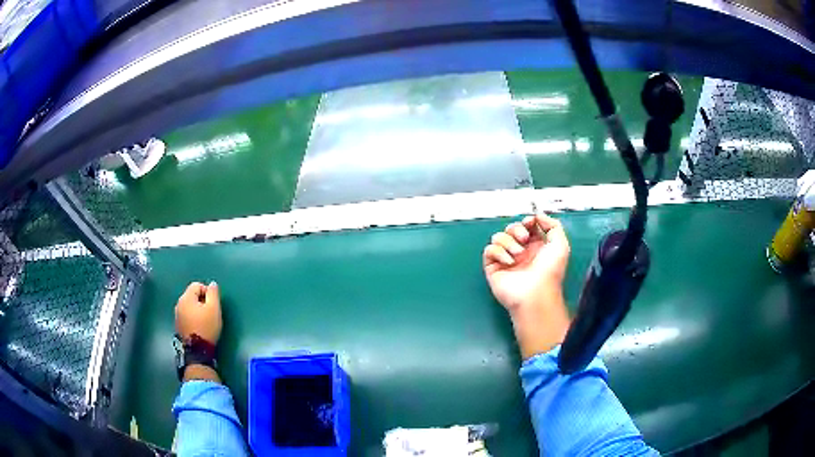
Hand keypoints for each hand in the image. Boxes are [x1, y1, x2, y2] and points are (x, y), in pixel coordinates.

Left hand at [175, 281, 221, 345]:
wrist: (197, 350)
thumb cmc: (206, 327)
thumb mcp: (214, 309)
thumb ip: (213, 293)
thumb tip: (212, 284)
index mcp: (186, 297)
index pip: (197, 285)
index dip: (207, 292)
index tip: (213, 304)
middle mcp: (179, 304)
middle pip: (192, 295)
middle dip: (202, 301)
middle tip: (211, 313)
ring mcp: (177, 315)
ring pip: (189, 306)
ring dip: (197, 310)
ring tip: (206, 321)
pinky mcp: (178, 325)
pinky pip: (186, 315)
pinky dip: (193, 317)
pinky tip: (199, 327)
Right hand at [483, 214, 570, 358]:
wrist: (536, 293)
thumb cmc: (550, 272)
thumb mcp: (561, 245)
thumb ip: (553, 225)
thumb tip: (539, 215)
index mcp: (536, 246)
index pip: (526, 226)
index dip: (527, 221)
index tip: (530, 222)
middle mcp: (520, 251)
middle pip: (511, 229)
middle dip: (516, 229)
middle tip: (524, 239)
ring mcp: (506, 259)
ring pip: (498, 237)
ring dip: (508, 241)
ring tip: (518, 254)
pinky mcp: (494, 267)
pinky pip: (490, 250)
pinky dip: (498, 252)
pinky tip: (509, 261)